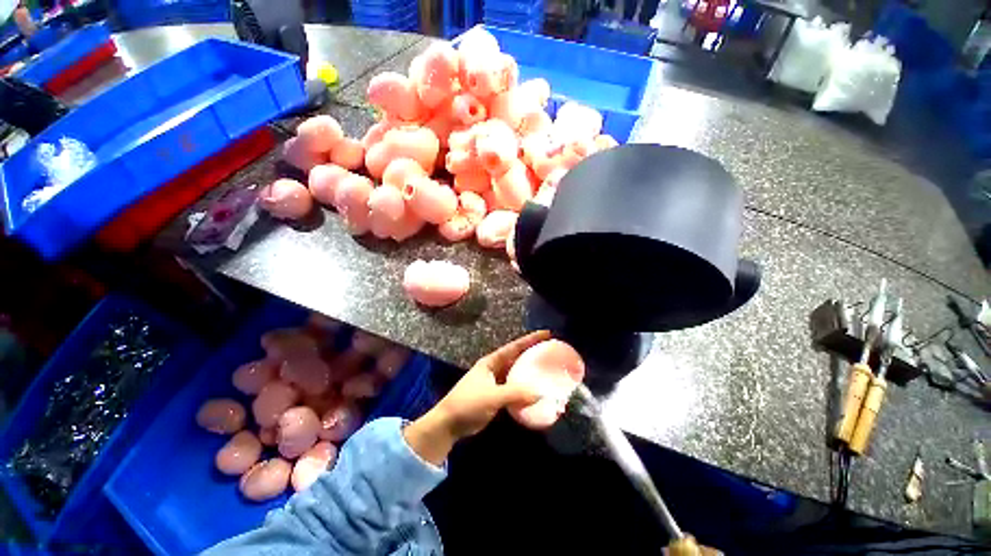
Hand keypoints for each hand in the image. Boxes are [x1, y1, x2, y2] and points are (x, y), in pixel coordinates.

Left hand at [404, 330, 550, 464]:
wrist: (449, 423)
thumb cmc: (468, 403)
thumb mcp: (492, 396)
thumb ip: (515, 394)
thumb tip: (540, 394)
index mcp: (491, 361)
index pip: (514, 347)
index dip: (530, 339)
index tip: (547, 334)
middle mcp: (494, 368)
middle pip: (516, 357)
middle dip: (532, 353)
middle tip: (551, 351)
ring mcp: (494, 381)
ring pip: (515, 372)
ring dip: (529, 371)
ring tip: (546, 369)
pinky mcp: (495, 395)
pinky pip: (513, 387)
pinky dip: (523, 388)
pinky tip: (534, 391)